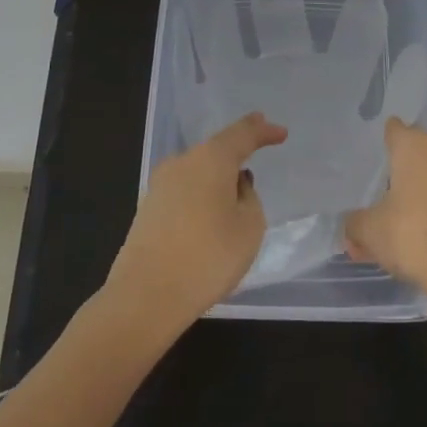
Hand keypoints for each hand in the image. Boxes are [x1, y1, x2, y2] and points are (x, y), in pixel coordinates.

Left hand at [107, 112, 287, 333]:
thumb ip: (249, 198)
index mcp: (210, 159)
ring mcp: (160, 186)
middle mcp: (181, 163)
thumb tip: (234, 185)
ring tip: (237, 189)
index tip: (280, 132)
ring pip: (197, 171)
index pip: (241, 134)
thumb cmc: (209, 256)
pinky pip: (184, 192)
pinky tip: (210, 214)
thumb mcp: (250, 227)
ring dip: (217, 176)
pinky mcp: (148, 211)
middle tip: (257, 146)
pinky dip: (202, 195)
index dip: (263, 130)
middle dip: (237, 150)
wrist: (146, 296)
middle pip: (215, 150)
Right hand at [343, 119, 426, 311]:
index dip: (382, 136)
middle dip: (398, 168)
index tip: (370, 148)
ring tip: (392, 219)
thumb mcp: (370, 231)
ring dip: (415, 194)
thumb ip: (354, 224)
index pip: (395, 129)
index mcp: (414, 147)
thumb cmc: (414, 235)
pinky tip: (417, 236)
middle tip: (375, 186)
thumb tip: (350, 226)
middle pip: (415, 152)